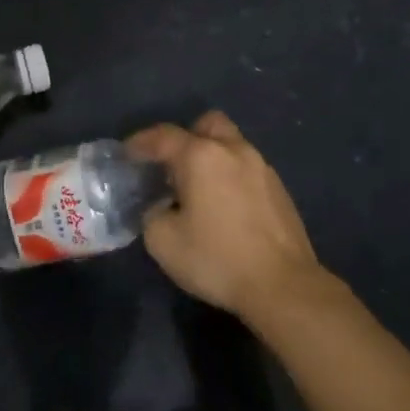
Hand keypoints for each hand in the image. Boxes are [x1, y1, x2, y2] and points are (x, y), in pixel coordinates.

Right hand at [127, 111, 328, 322]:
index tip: (127, 153)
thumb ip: (152, 215)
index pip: (163, 136)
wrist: (283, 285)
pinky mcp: (279, 189)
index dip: (140, 142)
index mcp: (201, 156)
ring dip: (211, 157)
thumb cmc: (218, 259)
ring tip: (198, 189)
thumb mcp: (164, 242)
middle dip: (186, 138)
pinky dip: (231, 177)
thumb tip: (159, 208)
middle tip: (172, 166)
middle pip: (206, 125)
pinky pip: (247, 169)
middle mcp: (233, 150)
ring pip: (231, 145)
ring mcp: (261, 167)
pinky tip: (225, 207)